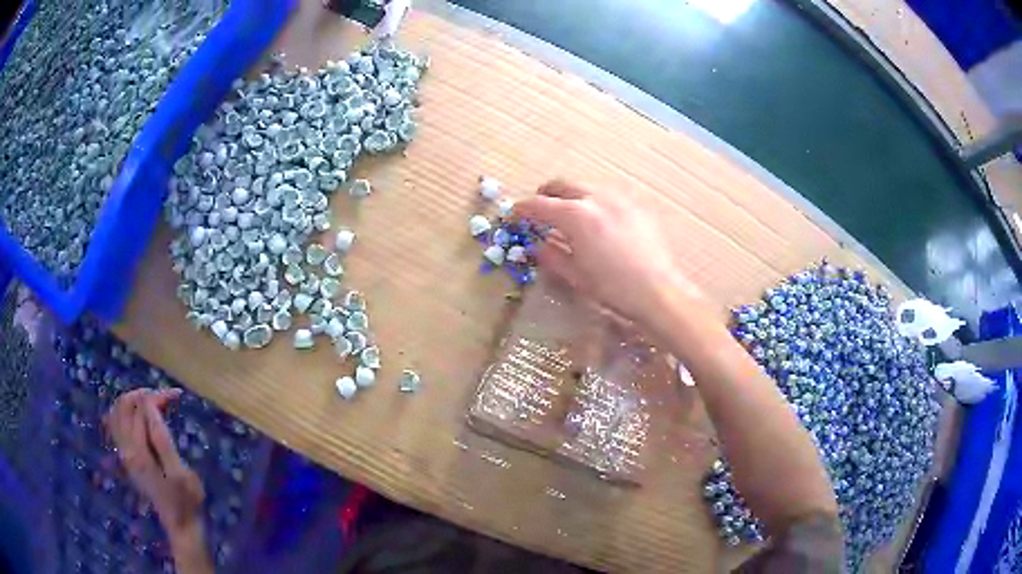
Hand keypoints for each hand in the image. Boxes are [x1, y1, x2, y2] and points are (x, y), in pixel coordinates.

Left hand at [105, 389, 204, 542]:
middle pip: (125, 405)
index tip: (177, 395)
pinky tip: (138, 415)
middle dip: (145, 395)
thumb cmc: (186, 499)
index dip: (158, 397)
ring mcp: (123, 452)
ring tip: (153, 403)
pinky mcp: (125, 456)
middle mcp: (125, 449)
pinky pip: (115, 423)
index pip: (141, 409)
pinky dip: (124, 412)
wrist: (180, 524)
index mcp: (139, 453)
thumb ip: (162, 440)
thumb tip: (151, 408)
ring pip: (117, 411)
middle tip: (166, 398)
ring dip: (133, 400)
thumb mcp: (180, 473)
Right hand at [515, 180, 705, 327]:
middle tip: (540, 209)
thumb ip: (552, 255)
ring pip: (586, 188)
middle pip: (562, 185)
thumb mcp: (575, 275)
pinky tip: (600, 223)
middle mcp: (595, 198)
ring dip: (571, 197)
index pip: (539, 205)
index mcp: (575, 216)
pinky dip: (595, 204)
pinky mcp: (637, 206)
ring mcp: (619, 198)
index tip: (515, 214)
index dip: (523, 209)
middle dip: (546, 195)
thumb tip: (538, 245)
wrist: (658, 291)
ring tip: (570, 216)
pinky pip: (609, 197)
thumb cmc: (613, 288)